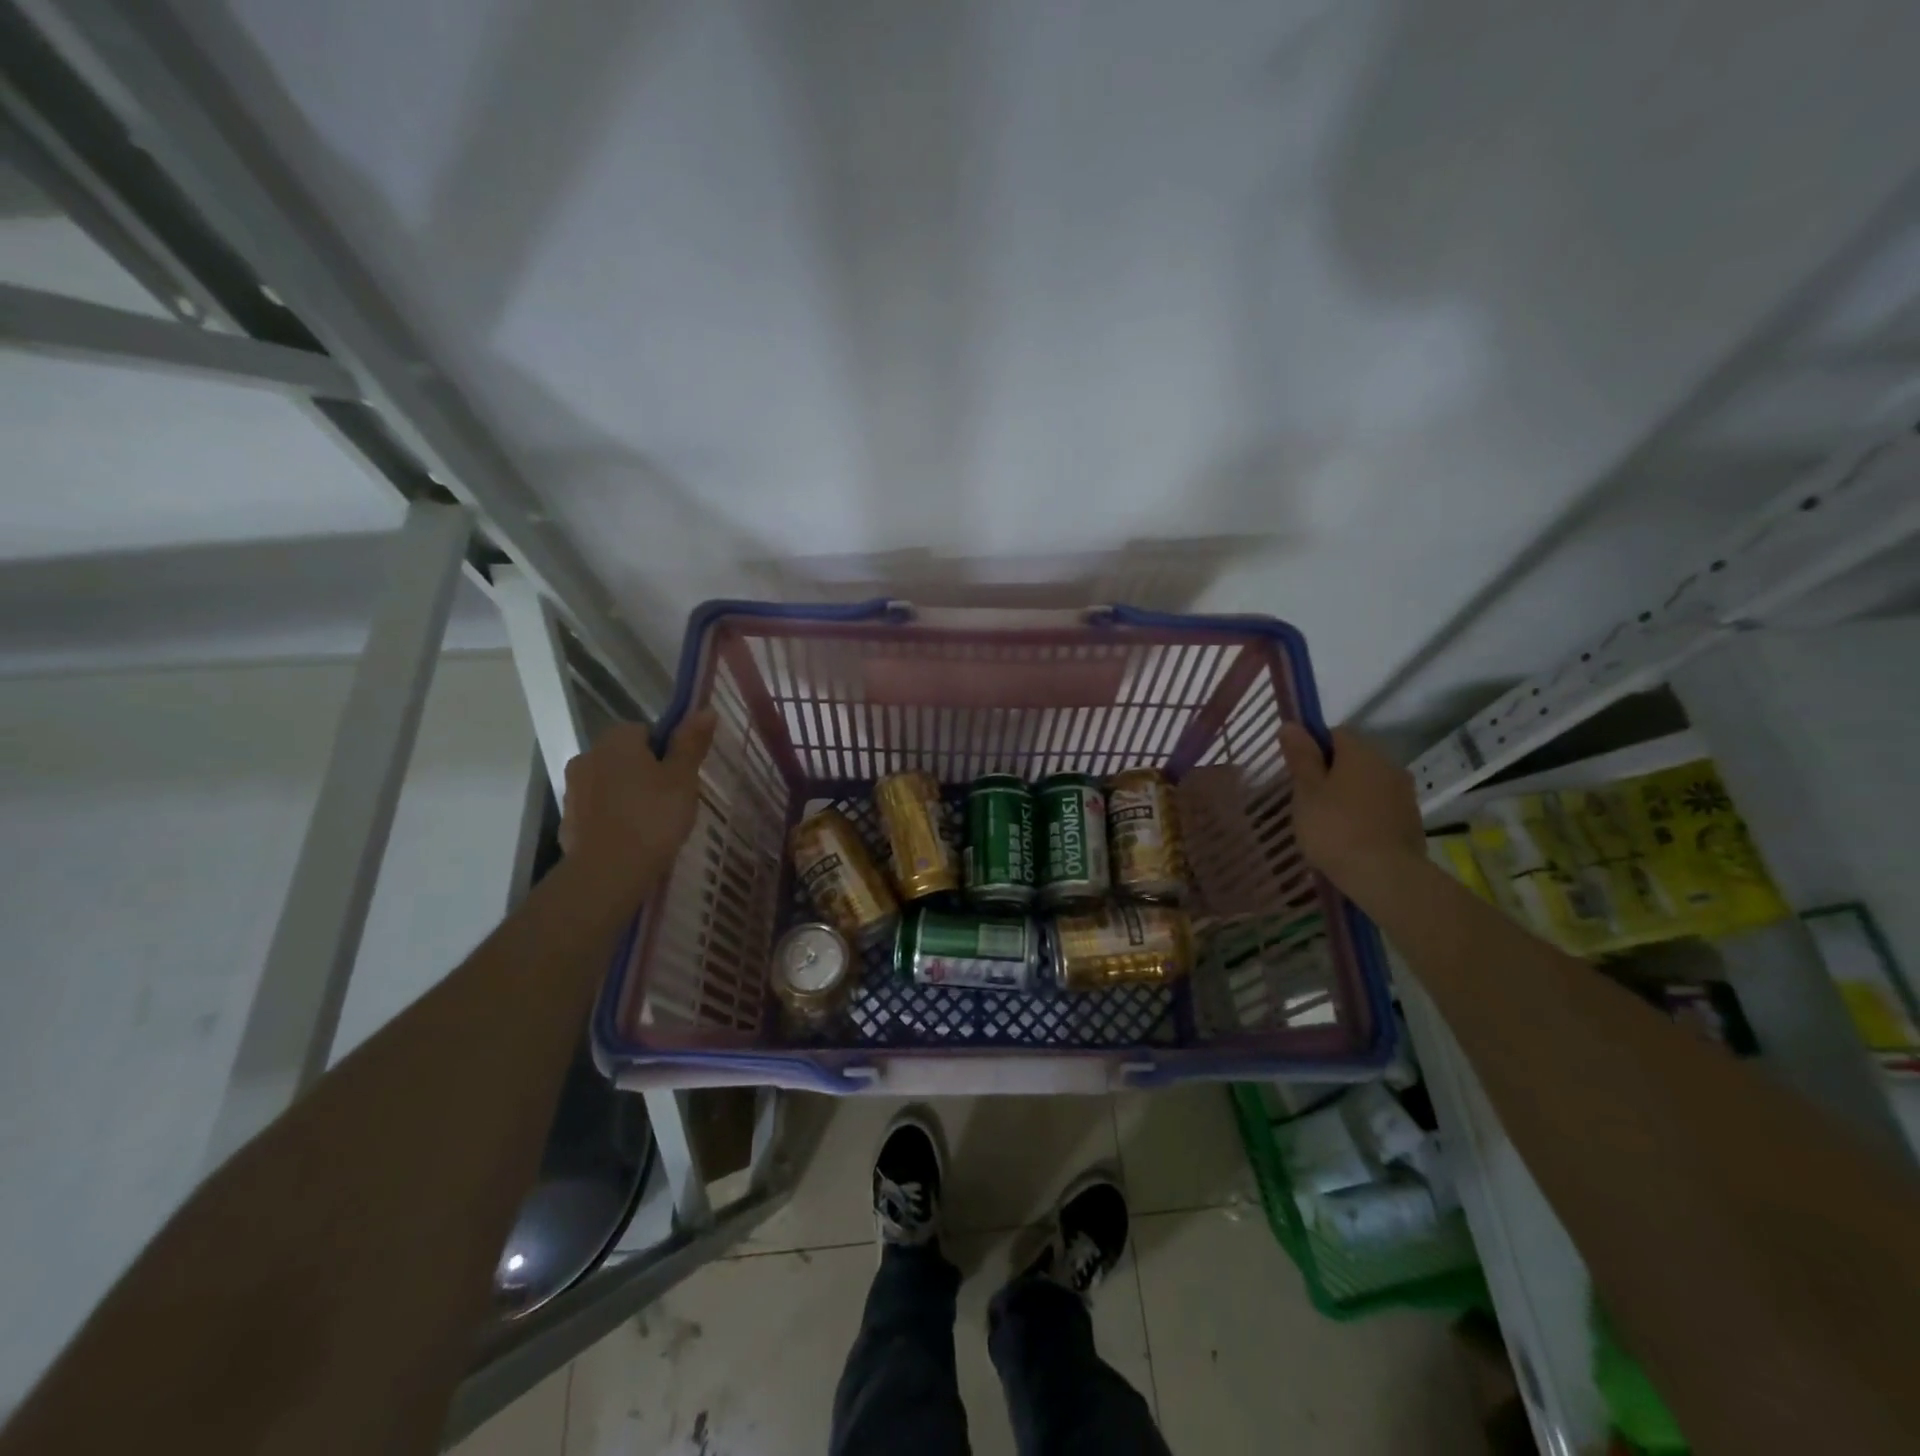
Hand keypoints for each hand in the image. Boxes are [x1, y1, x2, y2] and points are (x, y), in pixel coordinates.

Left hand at [560, 711, 716, 897]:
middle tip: (672, 800)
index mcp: (617, 740)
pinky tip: (632, 839)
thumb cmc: (653, 816)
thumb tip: (705, 709)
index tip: (680, 775)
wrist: (608, 872)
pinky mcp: (568, 821)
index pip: (646, 730)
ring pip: (611, 783)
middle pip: (626, 756)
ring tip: (654, 824)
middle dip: (647, 772)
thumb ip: (691, 743)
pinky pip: (598, 810)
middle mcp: (588, 756)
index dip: (667, 751)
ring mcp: (573, 790)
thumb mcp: (683, 778)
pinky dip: (614, 818)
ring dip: (629, 795)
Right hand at [1278, 722, 1426, 908]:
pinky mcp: (1411, 819)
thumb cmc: (1335, 828)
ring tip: (1328, 822)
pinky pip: (1381, 806)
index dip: (1314, 748)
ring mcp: (1404, 793)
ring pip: (1369, 782)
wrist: (1384, 875)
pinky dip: (1365, 814)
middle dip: (1332, 772)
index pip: (1335, 733)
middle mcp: (1387, 764)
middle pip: (1354, 758)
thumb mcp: (1306, 791)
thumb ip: (1300, 756)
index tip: (1299, 773)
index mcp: (1360, 752)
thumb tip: (1291, 725)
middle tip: (1309, 800)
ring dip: (1350, 794)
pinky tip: (1351, 836)